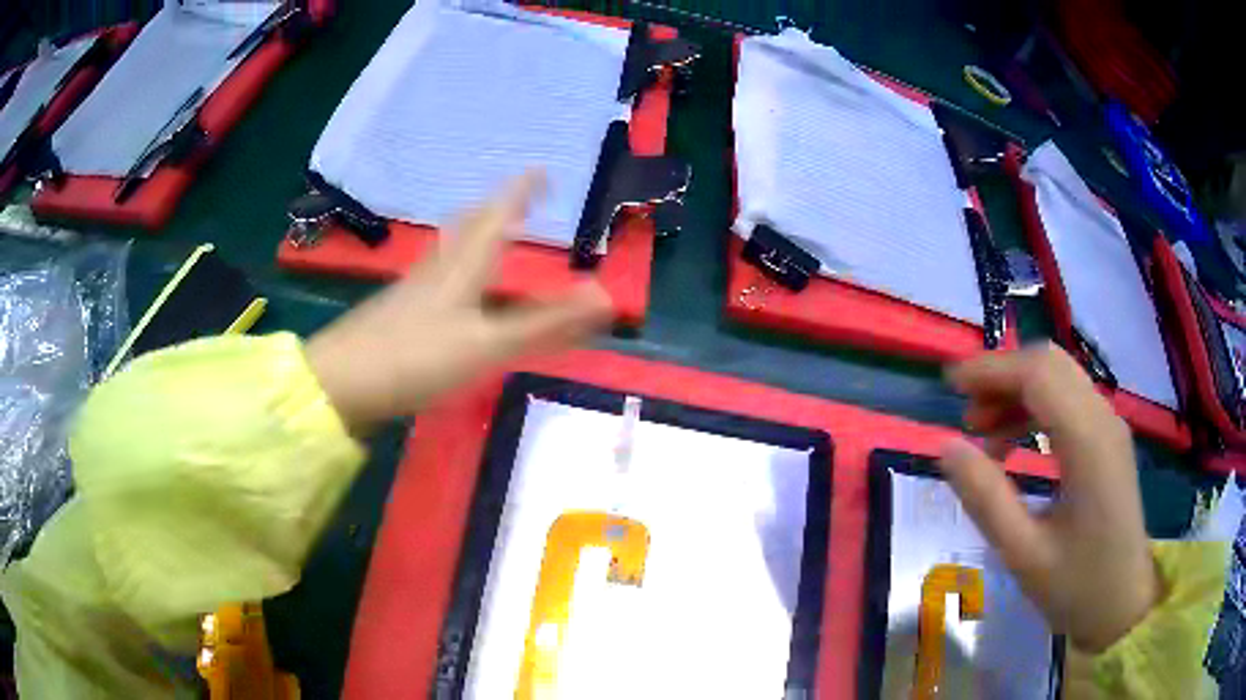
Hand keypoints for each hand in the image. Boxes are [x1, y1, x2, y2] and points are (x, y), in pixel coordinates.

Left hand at [306, 172, 612, 432]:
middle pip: (469, 227)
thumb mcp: (487, 345)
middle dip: (496, 208)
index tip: (541, 171)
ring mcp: (412, 290)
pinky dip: (456, 265)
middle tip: (517, 199)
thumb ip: (545, 325)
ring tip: (490, 232)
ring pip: (450, 249)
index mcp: (462, 268)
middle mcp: (437, 269)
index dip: (521, 192)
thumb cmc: (415, 359)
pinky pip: (436, 274)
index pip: (497, 217)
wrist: (340, 384)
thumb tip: (605, 297)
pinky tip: (451, 285)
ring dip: (474, 233)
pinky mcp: (397, 313)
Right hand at [938, 343, 1158, 652]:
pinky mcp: (1108, 440)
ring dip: (1018, 391)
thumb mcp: (1023, 554)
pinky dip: (1035, 408)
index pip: (1038, 374)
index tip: (949, 386)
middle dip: (1002, 375)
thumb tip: (947, 447)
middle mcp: (1103, 420)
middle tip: (965, 412)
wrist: (1123, 605)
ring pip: (1060, 378)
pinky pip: (1069, 401)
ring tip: (982, 431)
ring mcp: (1110, 427)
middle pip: (1050, 364)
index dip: (991, 369)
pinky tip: (1014, 444)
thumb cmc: (1076, 588)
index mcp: (1088, 444)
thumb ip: (986, 498)